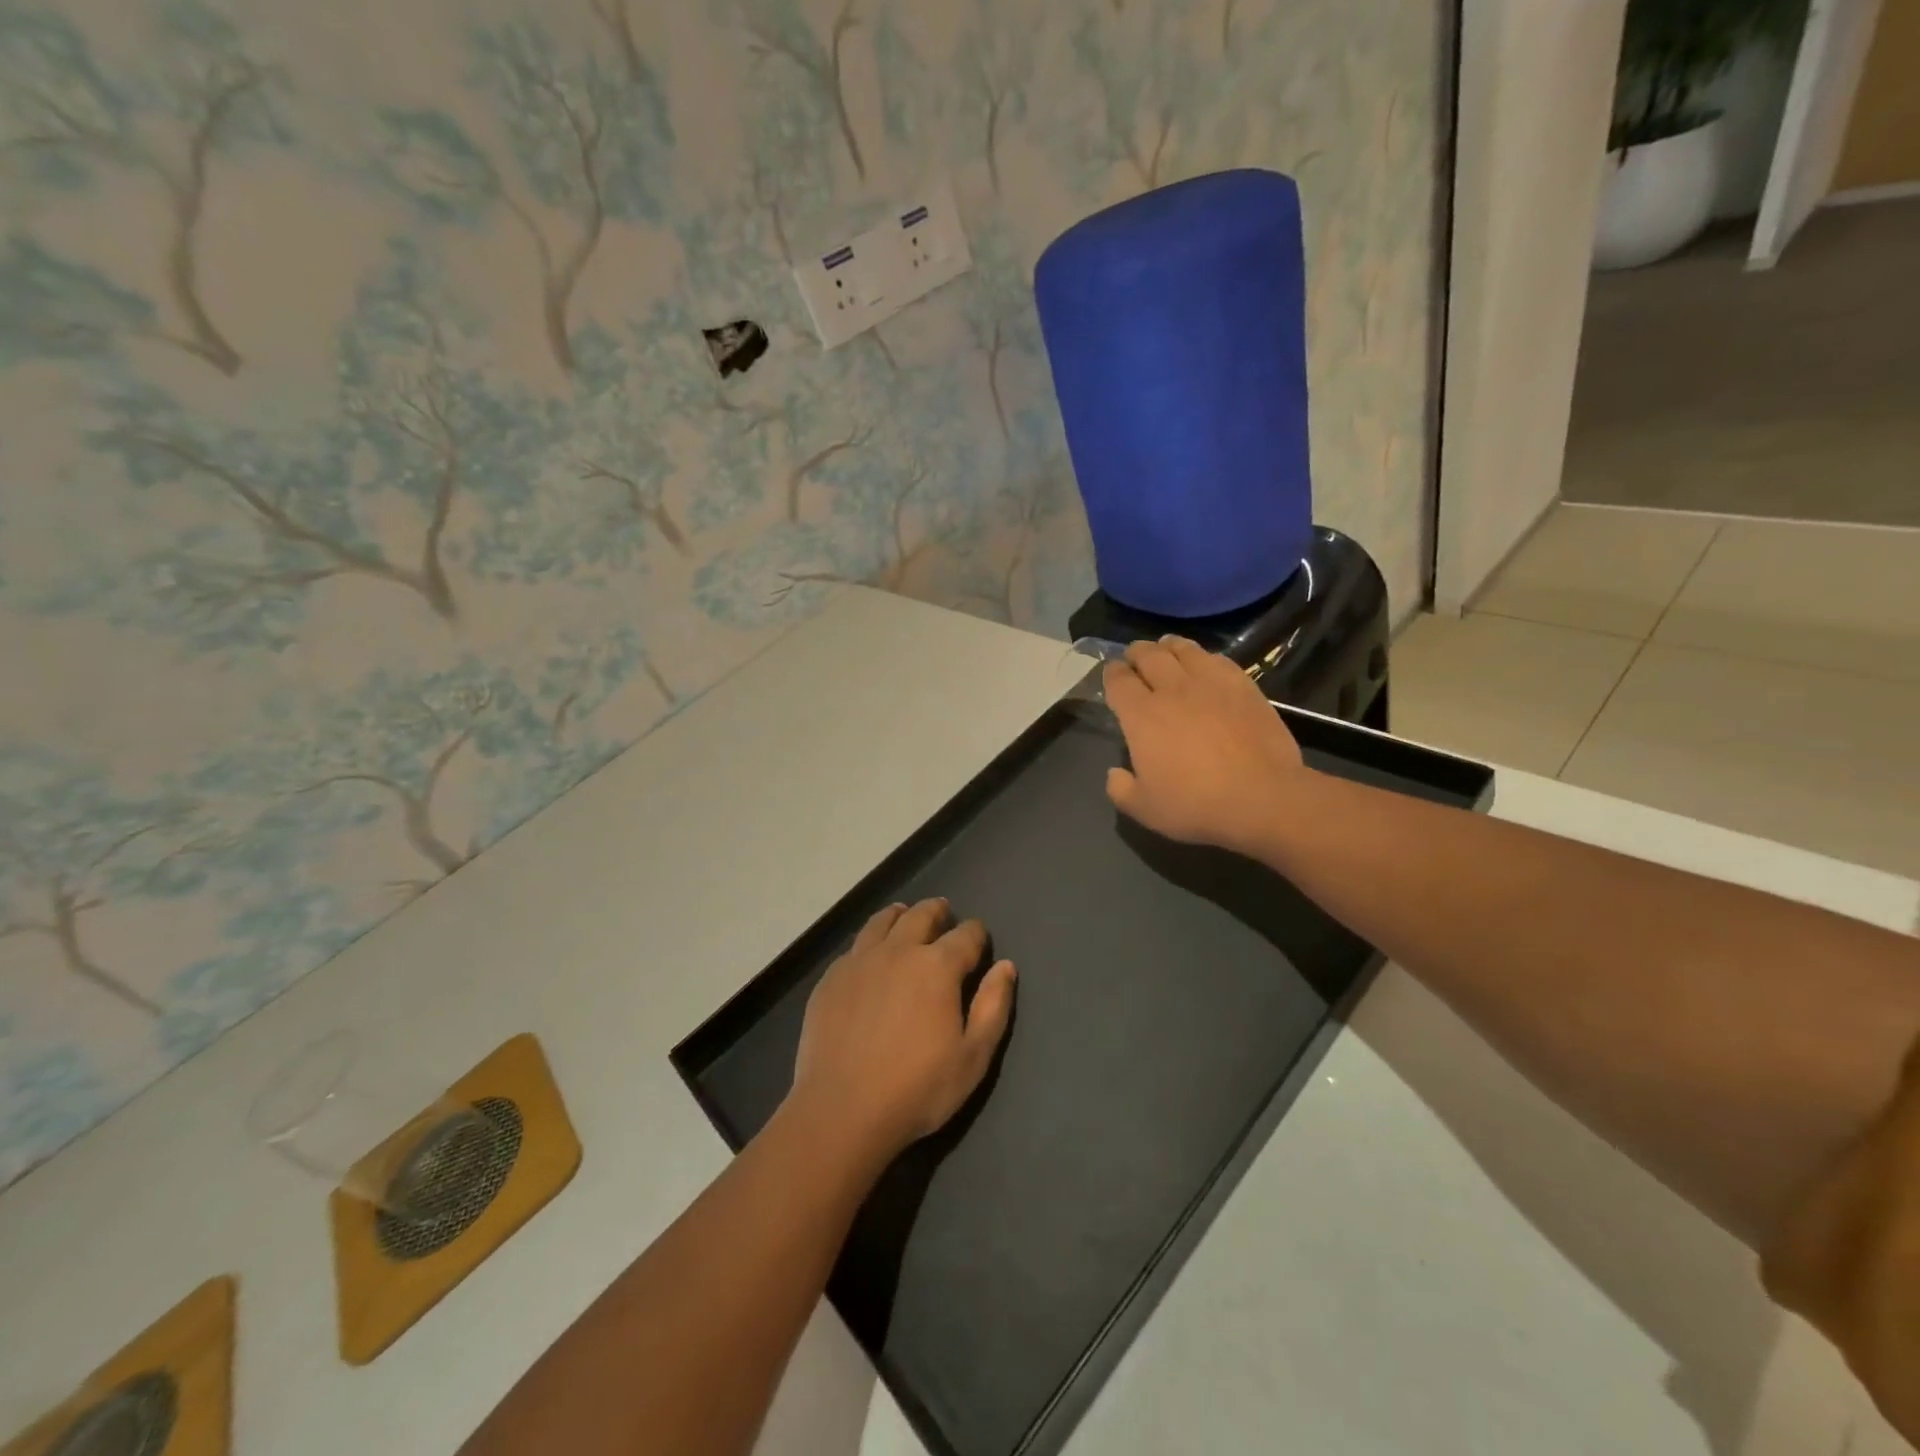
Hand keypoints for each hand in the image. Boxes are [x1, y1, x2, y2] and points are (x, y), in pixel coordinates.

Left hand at [788, 898, 1015, 1163]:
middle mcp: (898, 950)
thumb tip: (1005, 966)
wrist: (841, 1110)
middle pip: (921, 915)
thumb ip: (993, 1006)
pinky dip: (870, 941)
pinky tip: (869, 955)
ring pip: (882, 921)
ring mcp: (859, 961)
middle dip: (937, 911)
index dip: (976, 933)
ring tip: (905, 916)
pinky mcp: (831, 978)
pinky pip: (855, 946)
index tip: (979, 938)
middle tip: (943, 912)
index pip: (965, 935)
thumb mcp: (973, 1057)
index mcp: (937, 966)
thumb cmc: (917, 1088)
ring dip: (900, 915)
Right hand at [1103, 636, 1307, 856]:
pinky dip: (1204, 657)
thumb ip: (1120, 789)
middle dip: (1136, 653)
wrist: (1262, 798)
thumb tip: (1114, 773)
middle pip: (1148, 655)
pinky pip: (1217, 658)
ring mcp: (1210, 683)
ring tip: (1166, 650)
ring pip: (1183, 648)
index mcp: (1141, 715)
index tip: (1112, 675)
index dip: (1111, 674)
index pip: (1118, 680)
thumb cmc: (1196, 804)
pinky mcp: (1243, 685)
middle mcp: (1172, 689)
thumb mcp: (1144, 809)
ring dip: (1169, 647)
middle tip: (1135, 658)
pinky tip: (1205, 664)